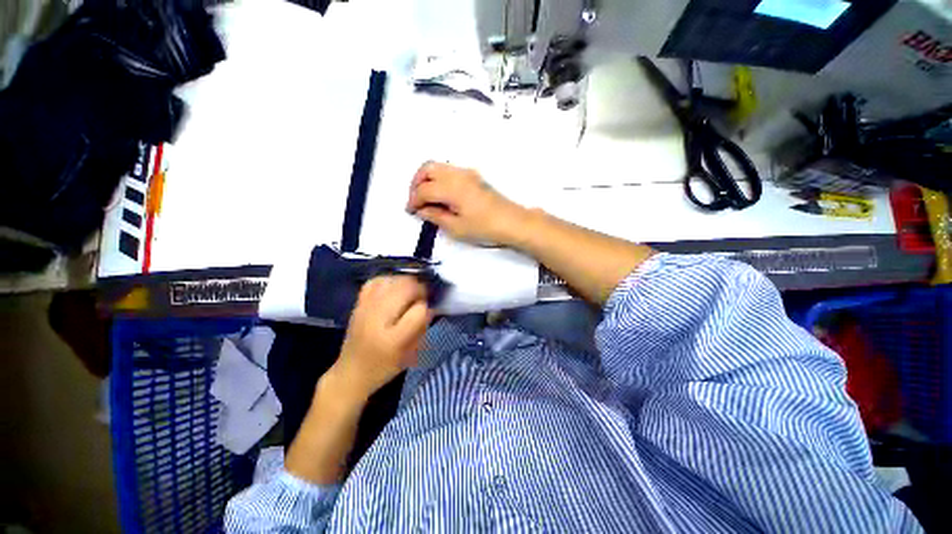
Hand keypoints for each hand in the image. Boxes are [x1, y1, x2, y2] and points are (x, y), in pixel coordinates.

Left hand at [329, 276, 430, 400]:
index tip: (427, 310)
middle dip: (419, 290)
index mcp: (394, 339)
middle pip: (406, 288)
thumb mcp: (411, 353)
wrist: (352, 372)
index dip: (427, 307)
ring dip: (406, 284)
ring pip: (393, 280)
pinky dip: (388, 281)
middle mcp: (378, 320)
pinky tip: (392, 289)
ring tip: (407, 294)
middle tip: (420, 298)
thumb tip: (429, 304)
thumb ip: (423, 326)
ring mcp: (365, 308)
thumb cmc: (386, 366)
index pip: (420, 310)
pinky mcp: (358, 303)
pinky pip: (376, 281)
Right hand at [406, 161, 528, 245]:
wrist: (512, 222)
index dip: (413, 200)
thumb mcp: (457, 228)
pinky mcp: (474, 176)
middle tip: (415, 200)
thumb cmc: (485, 228)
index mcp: (451, 188)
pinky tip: (441, 195)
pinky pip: (449, 171)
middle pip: (428, 168)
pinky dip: (439, 178)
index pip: (424, 189)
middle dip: (416, 182)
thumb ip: (436, 216)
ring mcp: (467, 173)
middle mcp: (457, 174)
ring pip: (439, 166)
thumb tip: (422, 210)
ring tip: (426, 198)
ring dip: (427, 179)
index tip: (410, 211)